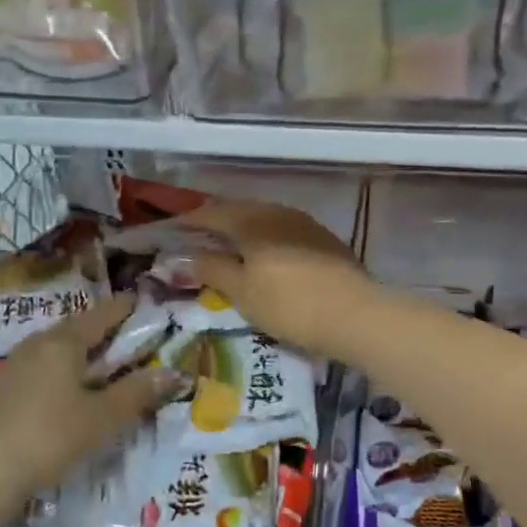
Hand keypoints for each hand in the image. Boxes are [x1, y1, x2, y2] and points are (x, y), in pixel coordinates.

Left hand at [0, 295, 182, 505]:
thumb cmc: (53, 436)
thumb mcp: (104, 417)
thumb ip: (138, 392)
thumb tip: (173, 372)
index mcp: (63, 344)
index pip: (99, 316)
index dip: (121, 309)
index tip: (137, 300)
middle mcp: (33, 346)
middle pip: (70, 331)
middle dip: (95, 331)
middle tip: (116, 337)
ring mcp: (6, 368)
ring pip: (45, 351)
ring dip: (68, 354)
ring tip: (85, 366)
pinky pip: (27, 373)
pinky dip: (46, 376)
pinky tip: (49, 395)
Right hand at [179, 198, 379, 359]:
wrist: (355, 314)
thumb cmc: (288, 304)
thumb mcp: (241, 291)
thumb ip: (212, 269)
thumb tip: (188, 255)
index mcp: (252, 220)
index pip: (211, 212)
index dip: (188, 221)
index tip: (171, 233)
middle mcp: (278, 212)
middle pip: (239, 211)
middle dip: (216, 224)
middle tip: (197, 241)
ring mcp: (305, 224)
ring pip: (264, 220)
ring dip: (243, 232)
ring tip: (229, 251)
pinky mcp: (325, 240)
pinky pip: (284, 232)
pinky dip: (266, 241)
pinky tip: (265, 259)